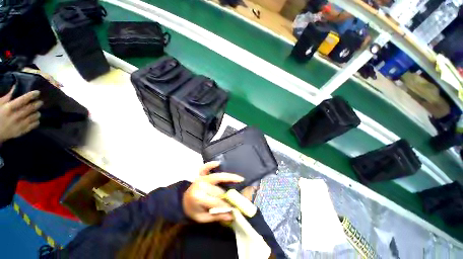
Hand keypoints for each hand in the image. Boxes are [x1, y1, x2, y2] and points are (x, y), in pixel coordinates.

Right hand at [0, 86, 41, 142]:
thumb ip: (7, 96)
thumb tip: (15, 86)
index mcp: (9, 108)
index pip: (23, 100)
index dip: (32, 95)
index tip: (38, 92)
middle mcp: (16, 116)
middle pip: (31, 108)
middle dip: (37, 104)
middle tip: (40, 102)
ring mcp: (19, 124)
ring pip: (34, 117)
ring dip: (37, 113)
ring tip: (37, 111)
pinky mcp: (22, 131)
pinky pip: (33, 125)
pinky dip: (36, 121)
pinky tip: (35, 119)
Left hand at [183, 161, 243, 222]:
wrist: (182, 202)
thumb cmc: (193, 210)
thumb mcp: (203, 218)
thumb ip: (216, 216)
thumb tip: (231, 216)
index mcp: (198, 198)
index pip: (216, 202)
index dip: (225, 206)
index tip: (234, 209)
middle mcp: (200, 185)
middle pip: (218, 190)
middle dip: (228, 195)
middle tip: (238, 198)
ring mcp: (200, 178)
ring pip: (217, 177)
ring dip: (229, 178)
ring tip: (239, 179)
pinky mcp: (201, 174)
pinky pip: (205, 167)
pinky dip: (211, 164)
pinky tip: (218, 163)